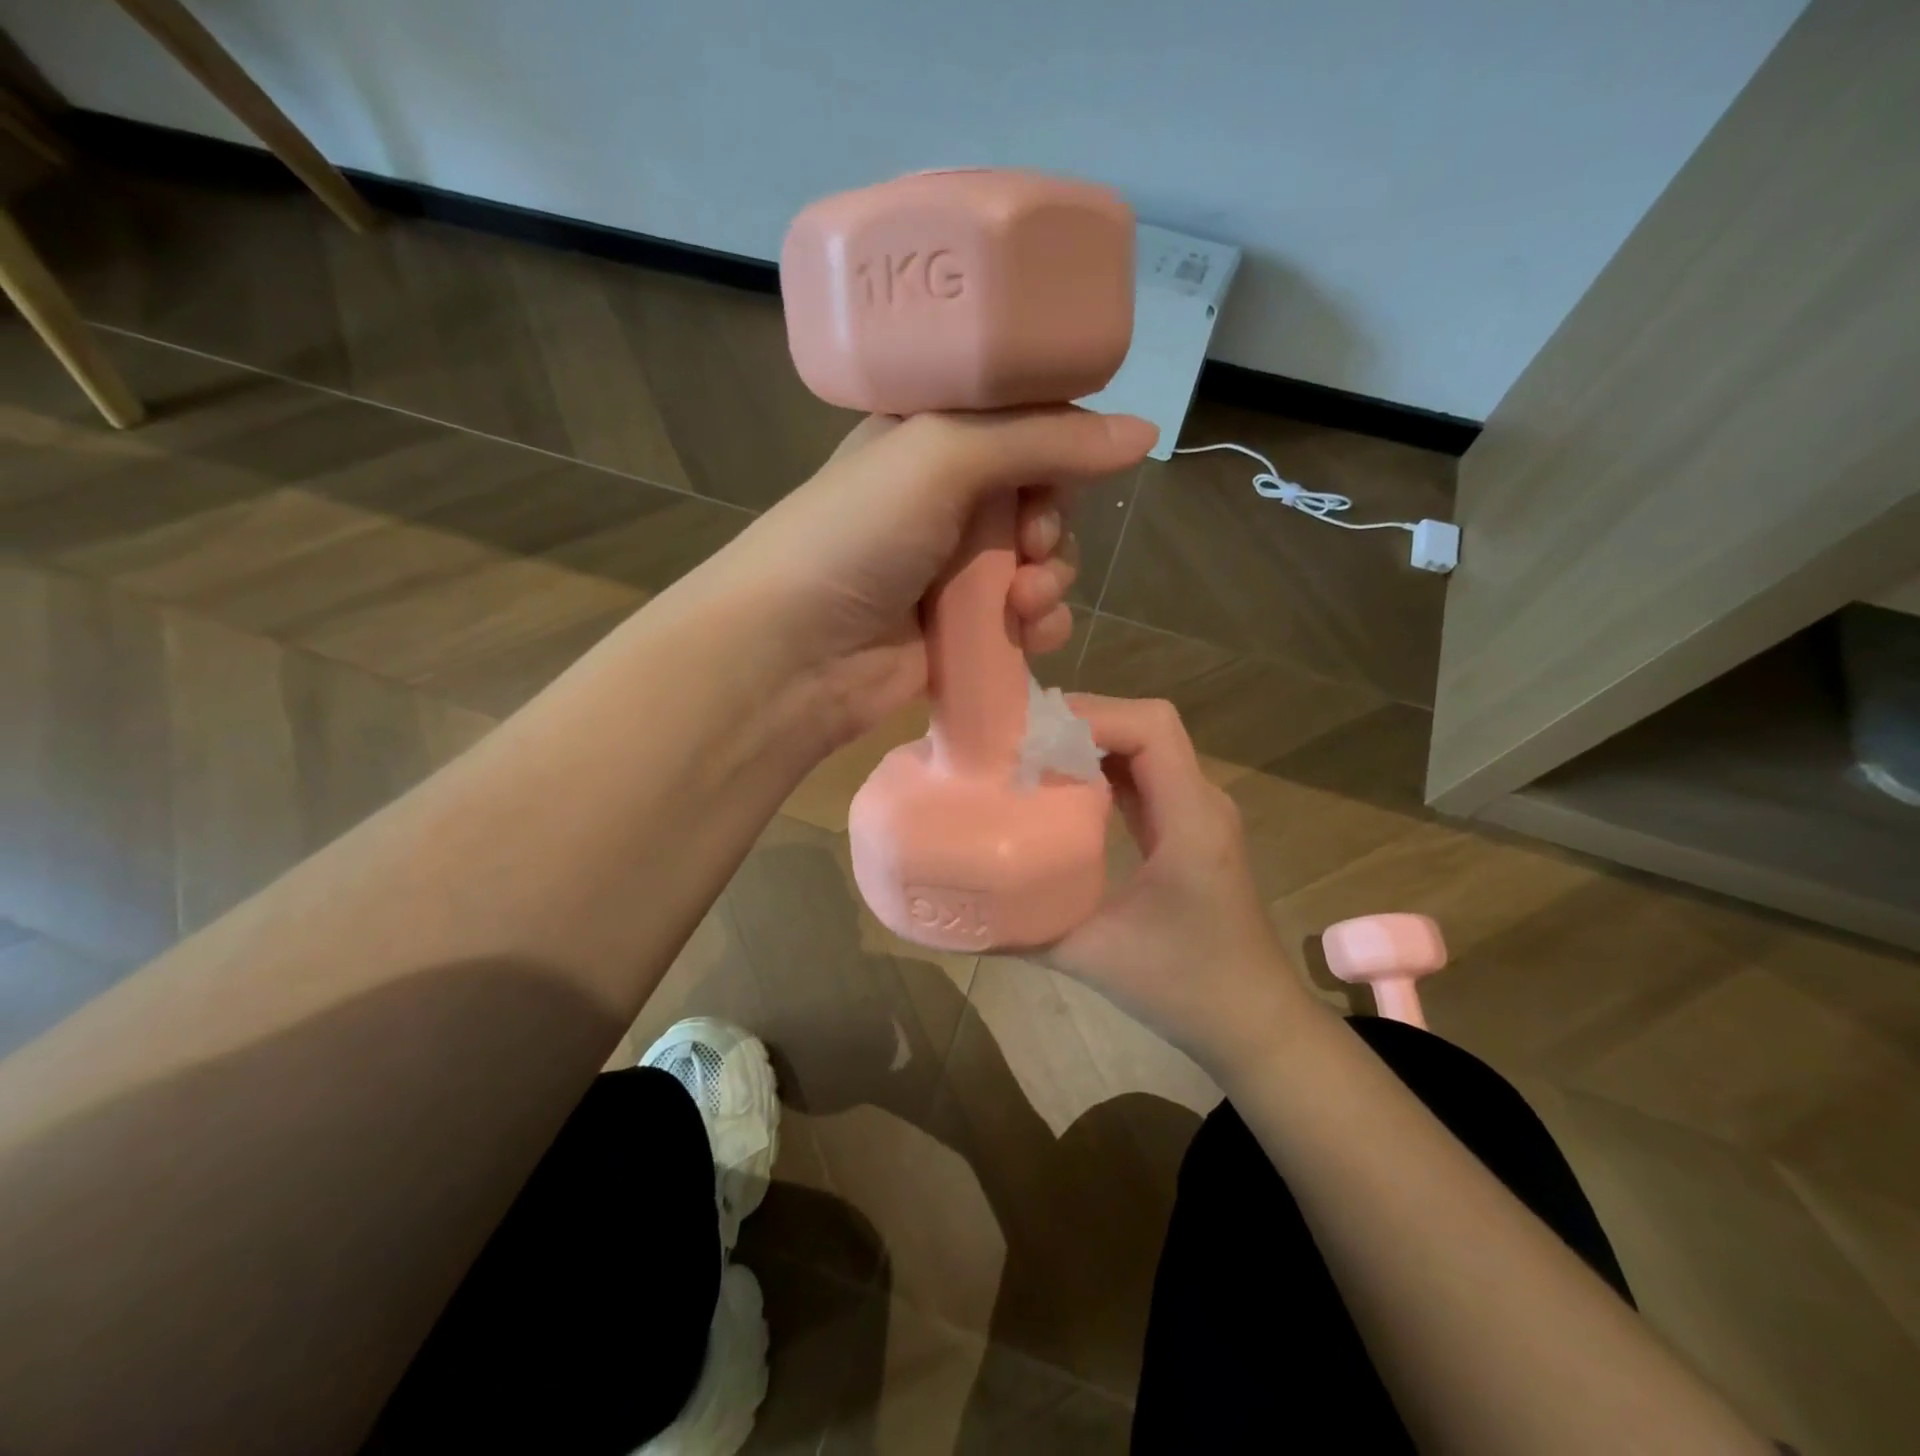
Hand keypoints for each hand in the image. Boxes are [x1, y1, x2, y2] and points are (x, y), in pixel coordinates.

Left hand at [700, 409, 1155, 745]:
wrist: (795, 651)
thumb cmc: (858, 534)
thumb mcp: (944, 457)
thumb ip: (1044, 442)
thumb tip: (1146, 432)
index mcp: (931, 436)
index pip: (1023, 422)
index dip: (1058, 445)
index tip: (1063, 469)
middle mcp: (945, 498)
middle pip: (1042, 496)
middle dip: (1051, 522)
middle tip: (1028, 540)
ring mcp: (954, 569)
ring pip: (1042, 562)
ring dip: (1051, 578)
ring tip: (1022, 600)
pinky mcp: (963, 630)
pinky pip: (1028, 618)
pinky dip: (1041, 623)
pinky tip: (1028, 632)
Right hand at [1045, 695, 1321, 1069]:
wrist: (1253, 1022)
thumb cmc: (1185, 989)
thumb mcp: (1094, 957)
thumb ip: (1023, 930)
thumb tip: (960, 907)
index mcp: (1190, 819)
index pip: (1150, 727)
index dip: (1092, 715)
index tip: (1030, 733)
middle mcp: (1199, 802)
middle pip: (1145, 726)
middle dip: (1080, 722)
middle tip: (1014, 739)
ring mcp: (1196, 814)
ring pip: (1143, 747)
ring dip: (1089, 743)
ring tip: (1027, 755)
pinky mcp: (1185, 830)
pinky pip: (1142, 777)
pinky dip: (1100, 770)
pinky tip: (1059, 788)